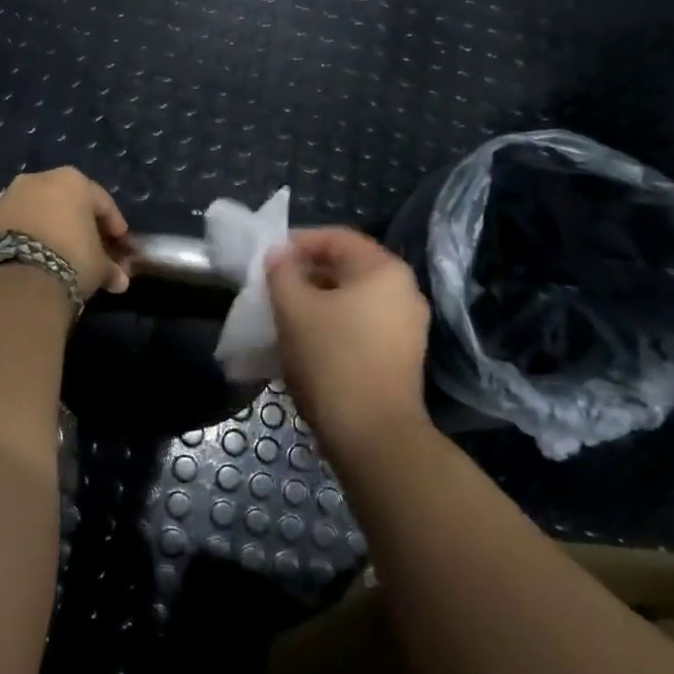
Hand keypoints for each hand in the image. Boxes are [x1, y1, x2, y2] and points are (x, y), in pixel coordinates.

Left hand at [0, 168, 132, 298]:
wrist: (21, 278)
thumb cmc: (72, 260)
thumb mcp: (99, 266)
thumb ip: (111, 267)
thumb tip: (119, 280)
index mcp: (74, 181)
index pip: (102, 201)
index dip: (113, 224)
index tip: (119, 242)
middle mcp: (40, 178)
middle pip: (68, 200)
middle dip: (79, 222)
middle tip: (90, 245)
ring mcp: (10, 195)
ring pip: (40, 208)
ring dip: (52, 226)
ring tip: (60, 251)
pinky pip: (19, 222)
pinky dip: (30, 234)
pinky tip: (37, 254)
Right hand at [266, 228, 431, 453]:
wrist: (372, 435)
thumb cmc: (331, 360)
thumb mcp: (294, 310)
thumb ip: (281, 273)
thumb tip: (278, 256)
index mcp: (383, 270)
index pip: (336, 238)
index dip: (297, 243)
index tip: (266, 261)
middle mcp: (403, 291)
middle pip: (345, 268)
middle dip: (304, 275)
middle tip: (270, 290)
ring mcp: (406, 326)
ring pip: (351, 300)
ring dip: (315, 303)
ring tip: (282, 317)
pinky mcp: (400, 356)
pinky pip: (360, 326)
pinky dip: (332, 326)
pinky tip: (304, 343)